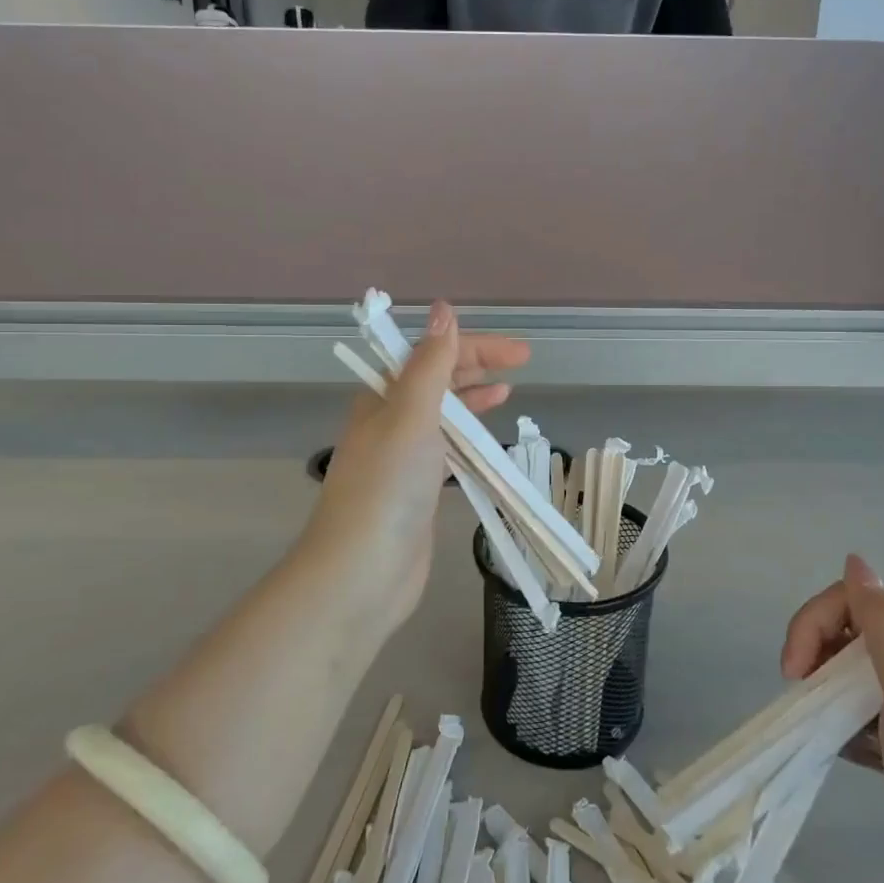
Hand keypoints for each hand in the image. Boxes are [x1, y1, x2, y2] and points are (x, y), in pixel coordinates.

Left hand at [296, 301, 529, 629]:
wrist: (361, 572)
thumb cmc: (386, 487)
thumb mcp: (411, 415)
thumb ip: (431, 364)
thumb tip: (444, 310)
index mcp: (383, 397)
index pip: (432, 355)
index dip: (474, 346)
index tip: (518, 352)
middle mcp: (390, 421)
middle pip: (438, 380)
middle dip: (477, 366)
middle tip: (522, 363)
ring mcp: (403, 457)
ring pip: (443, 415)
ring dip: (472, 399)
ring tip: (506, 392)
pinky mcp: (416, 490)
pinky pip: (447, 449)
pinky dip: (469, 438)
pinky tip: (486, 440)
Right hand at [781, 556, 883, 882]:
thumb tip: (856, 562)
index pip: (863, 601)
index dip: (820, 619)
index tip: (795, 667)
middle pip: (853, 633)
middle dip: (816, 651)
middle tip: (797, 689)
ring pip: (852, 675)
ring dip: (825, 690)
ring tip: (819, 725)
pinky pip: (859, 718)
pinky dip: (840, 727)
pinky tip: (839, 751)